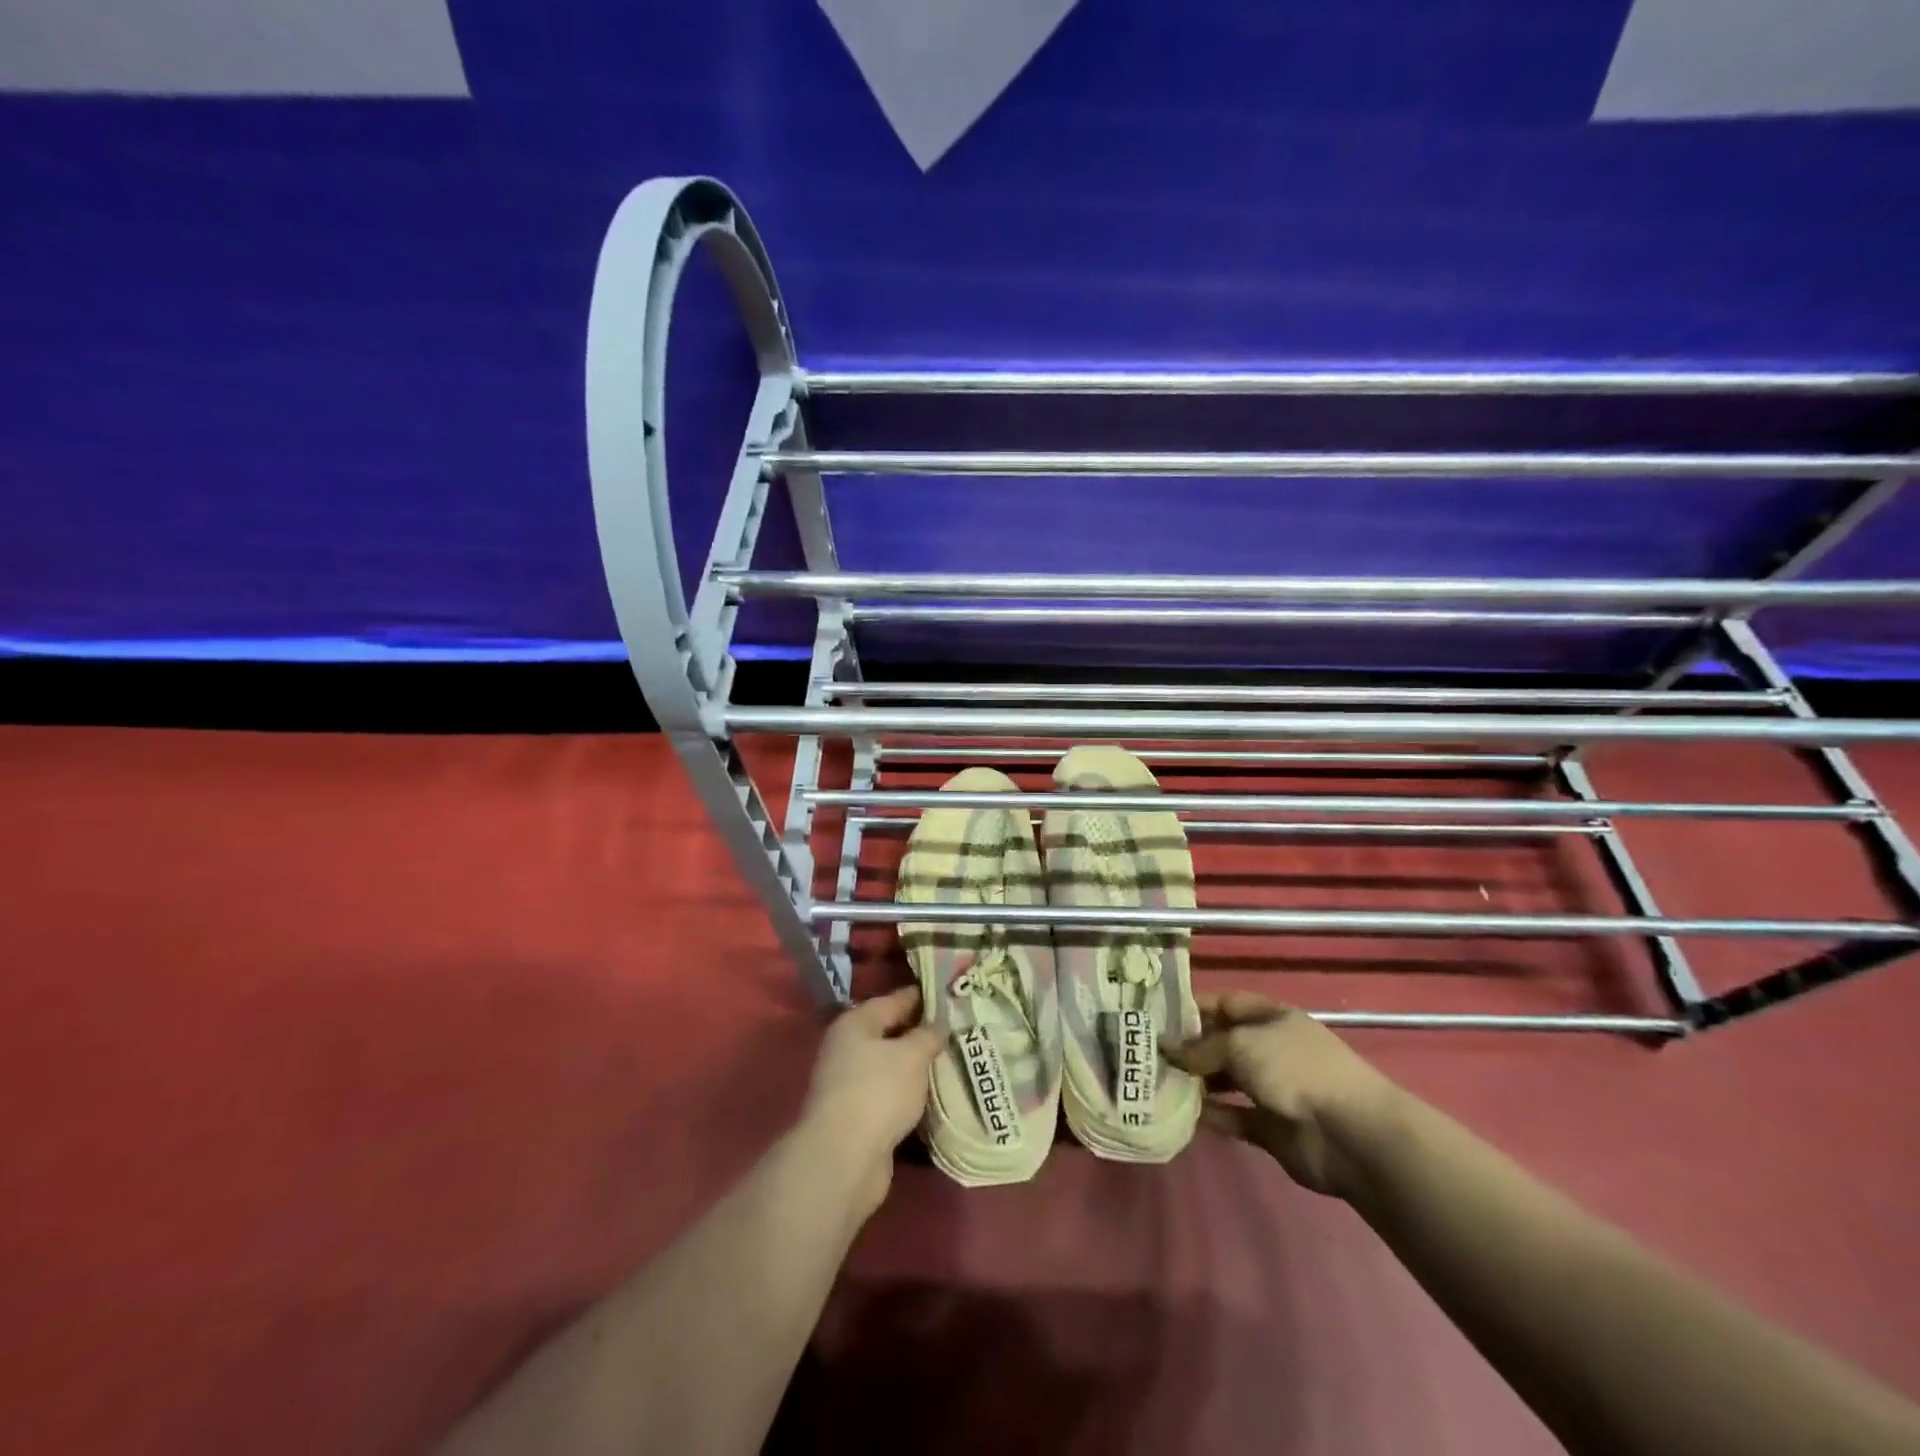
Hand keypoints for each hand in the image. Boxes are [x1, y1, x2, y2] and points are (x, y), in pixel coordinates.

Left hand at [797, 985, 942, 1218]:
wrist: (843, 1159)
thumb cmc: (878, 1092)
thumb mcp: (912, 1055)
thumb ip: (928, 1035)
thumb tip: (938, 1024)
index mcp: (856, 1024)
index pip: (894, 1000)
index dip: (922, 997)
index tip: (950, 996)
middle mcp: (848, 1049)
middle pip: (890, 1033)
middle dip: (921, 1033)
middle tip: (958, 1030)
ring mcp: (850, 1084)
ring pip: (891, 1067)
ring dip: (916, 1067)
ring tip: (952, 1062)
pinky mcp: (858, 1117)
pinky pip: (890, 1096)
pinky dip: (910, 1095)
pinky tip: (934, 1096)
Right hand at [1165, 991, 1399, 1198]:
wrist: (1350, 1135)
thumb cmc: (1294, 1069)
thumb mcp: (1241, 1044)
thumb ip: (1201, 1048)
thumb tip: (1167, 1048)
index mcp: (1270, 1017)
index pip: (1224, 1003)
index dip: (1192, 1007)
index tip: (1155, 1016)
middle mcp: (1269, 1048)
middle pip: (1222, 1043)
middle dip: (1188, 1048)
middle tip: (1146, 1053)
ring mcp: (1271, 1089)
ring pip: (1224, 1081)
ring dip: (1195, 1083)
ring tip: (1157, 1083)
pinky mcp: (1270, 1127)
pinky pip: (1233, 1117)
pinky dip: (1211, 1116)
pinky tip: (1180, 1114)